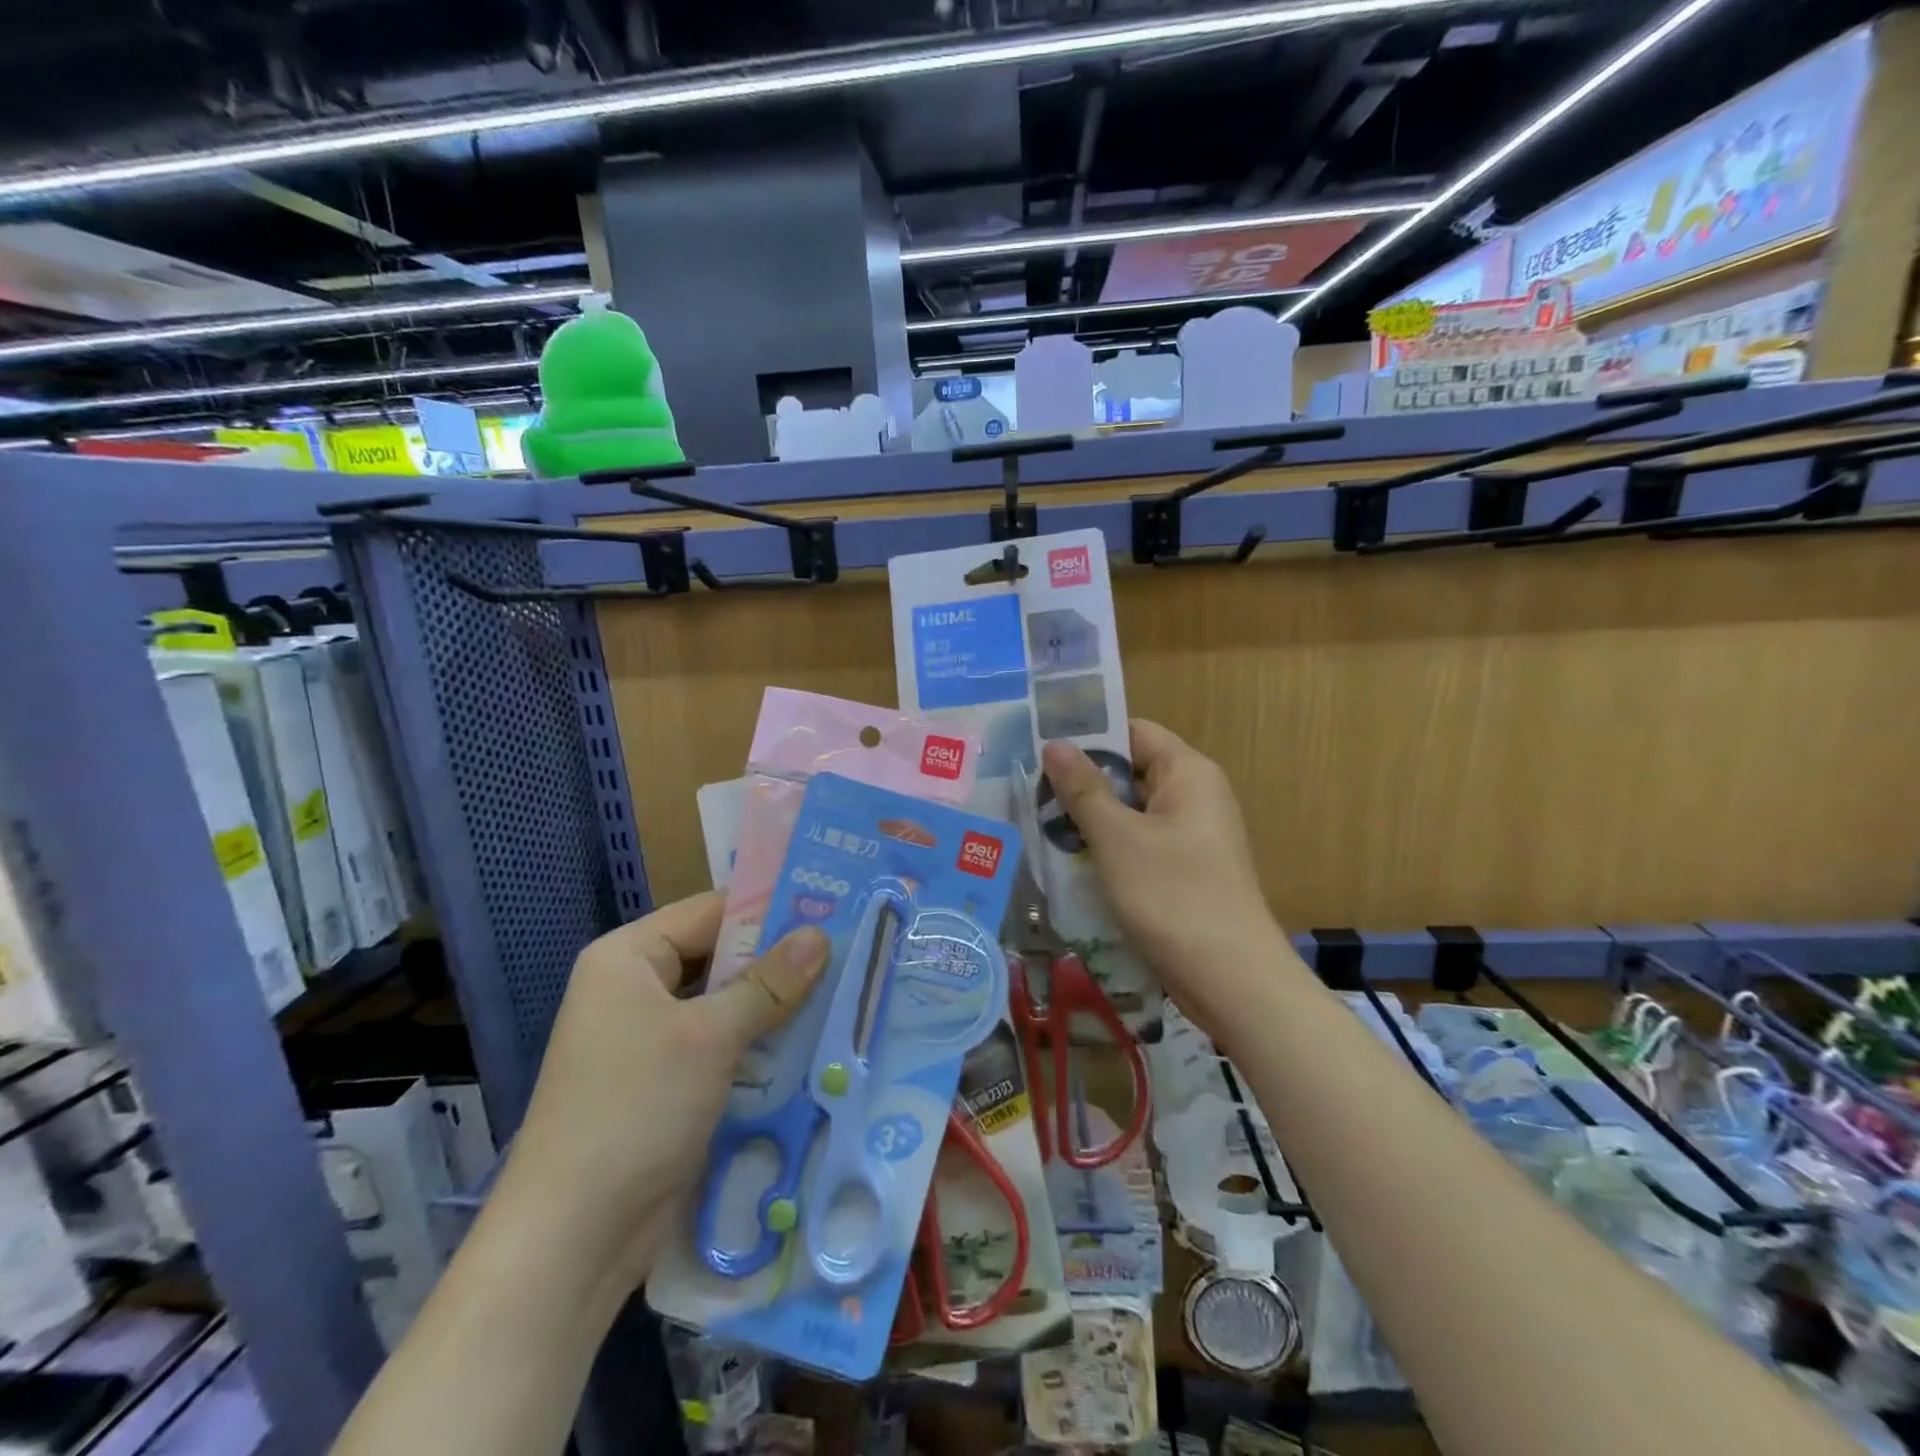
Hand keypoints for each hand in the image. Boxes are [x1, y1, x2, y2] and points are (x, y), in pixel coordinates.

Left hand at [501, 893, 828, 1295]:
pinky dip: (759, 1042)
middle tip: (848, 950)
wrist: (573, 1240)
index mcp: (628, 957)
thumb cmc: (635, 1110)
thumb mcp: (710, 1037)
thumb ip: (769, 983)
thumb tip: (820, 935)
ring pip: (725, 1003)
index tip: (833, 907)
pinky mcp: (665, 1081)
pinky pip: (721, 1044)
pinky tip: (811, 1042)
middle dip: (779, 961)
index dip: (771, 909)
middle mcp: (635, 988)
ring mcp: (649, 1038)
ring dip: (775, 1005)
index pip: (711, 912)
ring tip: (844, 990)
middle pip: (720, 957)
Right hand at [1041, 720, 1284, 1031]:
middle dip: (1083, 782)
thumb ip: (1084, 789)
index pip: (1133, 732)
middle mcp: (1195, 795)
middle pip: (1131, 771)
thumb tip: (1055, 744)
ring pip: (1131, 811)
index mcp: (1188, 773)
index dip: (1089, 737)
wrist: (1232, 981)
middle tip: (1030, 792)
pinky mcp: (1186, 870)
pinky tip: (1072, 862)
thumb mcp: (1118, 838)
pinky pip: (1140, 843)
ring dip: (1091, 819)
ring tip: (1040, 825)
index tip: (1041, 750)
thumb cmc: (1173, 896)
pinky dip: (1109, 847)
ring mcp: (1192, 836)